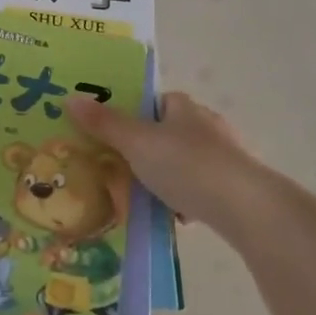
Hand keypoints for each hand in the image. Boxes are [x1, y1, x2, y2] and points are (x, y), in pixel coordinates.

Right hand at [66, 90, 271, 229]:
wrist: (245, 208)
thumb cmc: (186, 165)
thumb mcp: (136, 143)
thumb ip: (104, 123)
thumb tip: (69, 98)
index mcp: (184, 107)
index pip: (156, 101)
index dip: (134, 114)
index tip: (114, 135)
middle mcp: (207, 124)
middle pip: (168, 132)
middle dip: (147, 149)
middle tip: (120, 168)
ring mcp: (226, 156)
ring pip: (184, 162)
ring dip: (166, 176)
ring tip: (143, 196)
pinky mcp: (236, 186)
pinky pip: (201, 187)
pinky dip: (186, 198)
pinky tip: (174, 216)